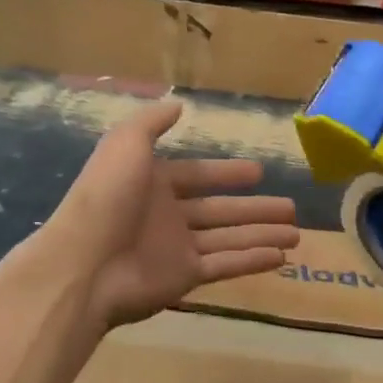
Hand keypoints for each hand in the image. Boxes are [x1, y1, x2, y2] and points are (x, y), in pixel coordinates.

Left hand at [41, 99, 298, 329]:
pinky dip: (252, 260)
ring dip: (262, 234)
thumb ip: (152, 123)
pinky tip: (281, 257)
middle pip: (220, 209)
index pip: (198, 175)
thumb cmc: (107, 196)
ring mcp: (176, 247)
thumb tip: (177, 105)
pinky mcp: (183, 277)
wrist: (85, 262)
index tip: (259, 173)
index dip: (228, 174)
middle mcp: (167, 214)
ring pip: (229, 238)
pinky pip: (225, 265)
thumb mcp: (125, 143)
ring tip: (297, 234)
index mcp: (153, 182)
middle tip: (291, 207)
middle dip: (255, 208)